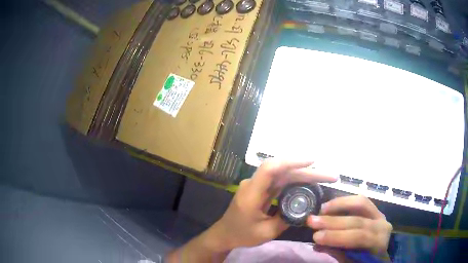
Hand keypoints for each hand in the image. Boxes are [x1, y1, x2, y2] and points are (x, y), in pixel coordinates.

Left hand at [212, 160, 337, 250]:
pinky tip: (308, 181)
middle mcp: (254, 184)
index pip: (270, 169)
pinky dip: (295, 180)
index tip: (312, 161)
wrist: (225, 234)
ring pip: (283, 174)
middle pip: (282, 171)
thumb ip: (286, 219)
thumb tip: (305, 208)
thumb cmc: (242, 235)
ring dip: (304, 174)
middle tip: (330, 176)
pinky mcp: (261, 188)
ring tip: (323, 177)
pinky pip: (280, 180)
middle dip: (307, 171)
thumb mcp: (266, 232)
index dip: (290, 162)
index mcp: (251, 194)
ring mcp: (257, 185)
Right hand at [306, 195, 391, 253]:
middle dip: (332, 221)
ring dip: (339, 205)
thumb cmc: (365, 261)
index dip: (337, 236)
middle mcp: (382, 225)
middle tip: (311, 221)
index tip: (315, 237)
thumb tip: (318, 245)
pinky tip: (332, 205)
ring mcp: (379, 215)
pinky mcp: (374, 209)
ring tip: (321, 209)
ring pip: (361, 203)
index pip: (359, 236)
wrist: (379, 254)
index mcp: (378, 242)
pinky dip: (345, 202)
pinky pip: (360, 201)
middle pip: (357, 220)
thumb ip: (338, 254)